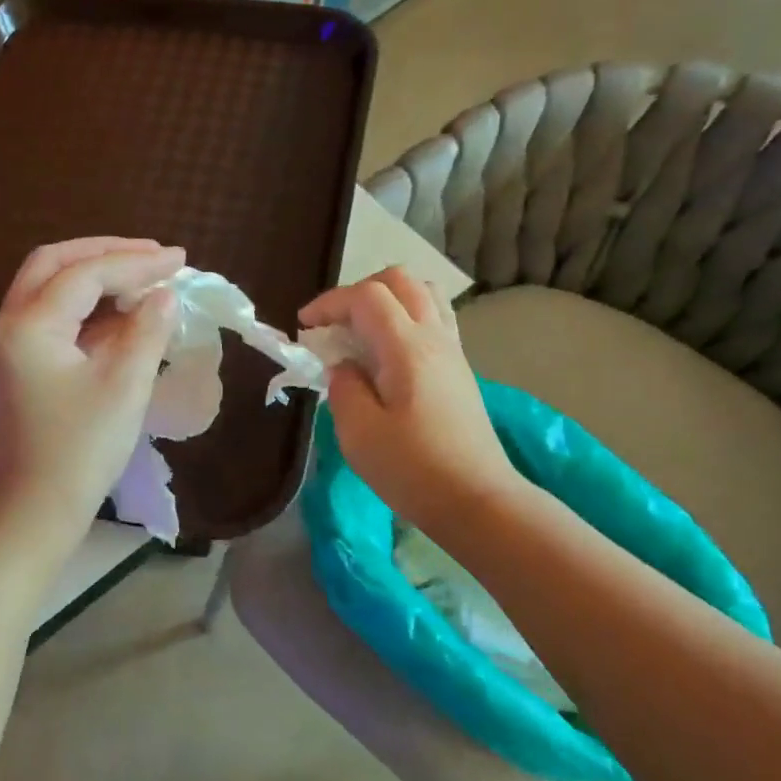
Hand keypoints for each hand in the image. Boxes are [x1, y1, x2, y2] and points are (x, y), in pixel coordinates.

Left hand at [0, 238, 183, 540]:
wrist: (29, 515)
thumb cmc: (79, 452)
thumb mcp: (123, 388)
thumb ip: (147, 332)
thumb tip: (164, 296)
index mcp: (29, 325)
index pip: (86, 273)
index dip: (136, 262)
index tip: (180, 260)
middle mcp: (8, 327)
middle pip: (53, 265)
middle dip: (105, 253)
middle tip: (152, 256)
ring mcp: (6, 351)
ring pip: (47, 292)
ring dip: (93, 279)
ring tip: (142, 282)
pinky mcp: (14, 373)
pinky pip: (49, 323)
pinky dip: (84, 312)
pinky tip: (119, 321)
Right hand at [299, 267, 518, 535]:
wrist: (477, 500)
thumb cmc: (413, 470)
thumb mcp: (359, 434)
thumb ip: (344, 388)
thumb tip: (343, 366)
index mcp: (407, 348)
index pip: (366, 296)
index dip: (329, 302)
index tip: (304, 326)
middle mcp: (435, 337)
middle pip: (400, 280)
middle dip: (359, 292)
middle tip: (333, 325)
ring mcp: (453, 352)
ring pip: (423, 294)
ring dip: (388, 300)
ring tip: (362, 333)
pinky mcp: (460, 370)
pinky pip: (435, 320)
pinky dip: (406, 319)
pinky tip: (389, 354)